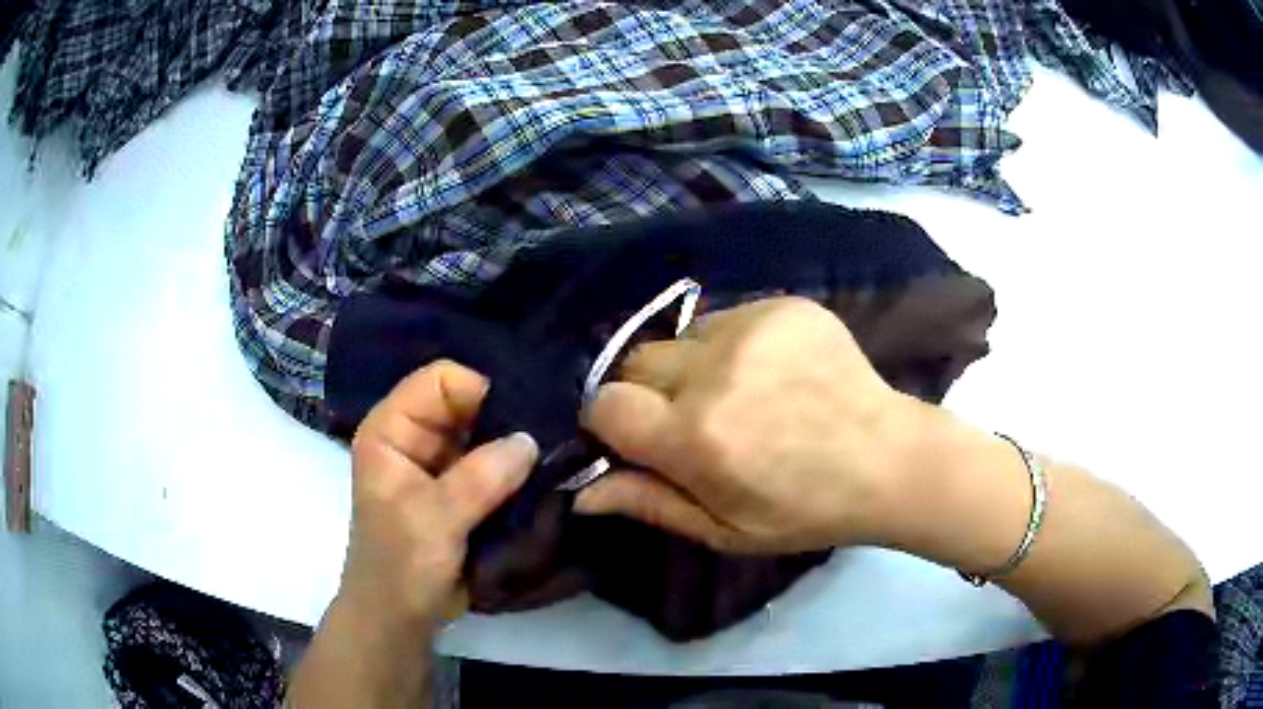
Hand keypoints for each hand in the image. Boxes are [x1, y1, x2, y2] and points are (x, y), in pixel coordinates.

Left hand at [292, 361, 537, 707]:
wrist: (400, 616)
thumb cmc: (400, 566)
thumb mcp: (433, 520)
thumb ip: (480, 478)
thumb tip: (531, 439)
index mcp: (392, 429)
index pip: (441, 380)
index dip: (480, 393)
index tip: (522, 420)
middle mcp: (416, 436)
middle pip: (469, 402)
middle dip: (507, 417)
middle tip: (554, 434)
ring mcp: (441, 463)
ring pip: (488, 432)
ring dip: (517, 445)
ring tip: (557, 455)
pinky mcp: (464, 488)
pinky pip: (497, 463)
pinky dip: (519, 469)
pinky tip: (546, 474)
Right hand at [576, 297, 920, 553]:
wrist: (888, 459)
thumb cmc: (805, 510)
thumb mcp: (724, 529)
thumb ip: (648, 504)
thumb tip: (580, 491)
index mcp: (696, 438)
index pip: (605, 403)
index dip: (613, 422)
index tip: (641, 439)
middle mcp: (715, 372)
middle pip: (636, 360)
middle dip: (650, 392)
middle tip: (696, 421)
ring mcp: (753, 328)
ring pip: (681, 337)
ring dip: (693, 366)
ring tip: (742, 395)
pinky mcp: (783, 305)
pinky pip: (726, 318)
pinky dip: (732, 345)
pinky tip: (771, 372)